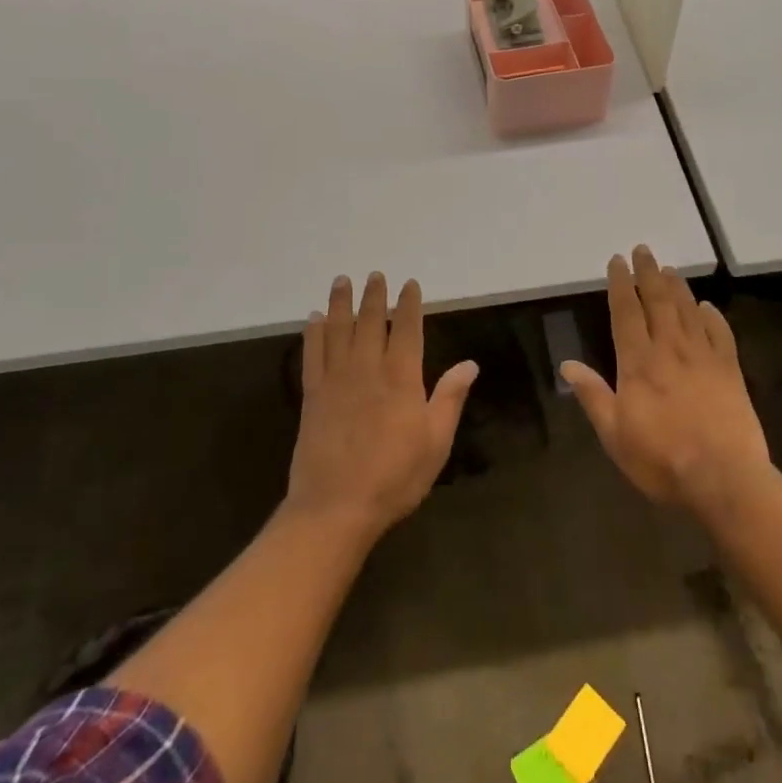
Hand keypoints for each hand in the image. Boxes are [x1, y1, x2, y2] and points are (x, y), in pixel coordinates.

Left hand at [286, 272, 477, 541]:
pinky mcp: (312, 396)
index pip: (406, 330)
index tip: (409, 284)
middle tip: (374, 274)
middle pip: (369, 322)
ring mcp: (336, 381)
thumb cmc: (394, 477)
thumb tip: (470, 364)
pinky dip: (312, 333)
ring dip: (341, 303)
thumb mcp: (435, 442)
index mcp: (401, 378)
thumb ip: (450, 398)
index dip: (408, 304)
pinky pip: (312, 355)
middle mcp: (367, 370)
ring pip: (338, 331)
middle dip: (374, 296)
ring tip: (342, 280)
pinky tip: (313, 319)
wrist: (335, 508)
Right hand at [561, 246, 771, 515]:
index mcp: (638, 362)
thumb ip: (593, 395)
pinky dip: (712, 316)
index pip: (626, 312)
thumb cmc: (661, 460)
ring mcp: (703, 357)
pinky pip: (720, 333)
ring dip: (677, 287)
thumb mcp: (614, 434)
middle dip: (648, 273)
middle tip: (643, 250)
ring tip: (669, 269)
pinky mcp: (730, 370)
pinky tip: (707, 307)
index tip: (617, 261)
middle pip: (658, 301)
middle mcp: (670, 349)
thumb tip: (567, 364)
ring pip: (687, 310)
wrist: (723, 479)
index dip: (620, 284)